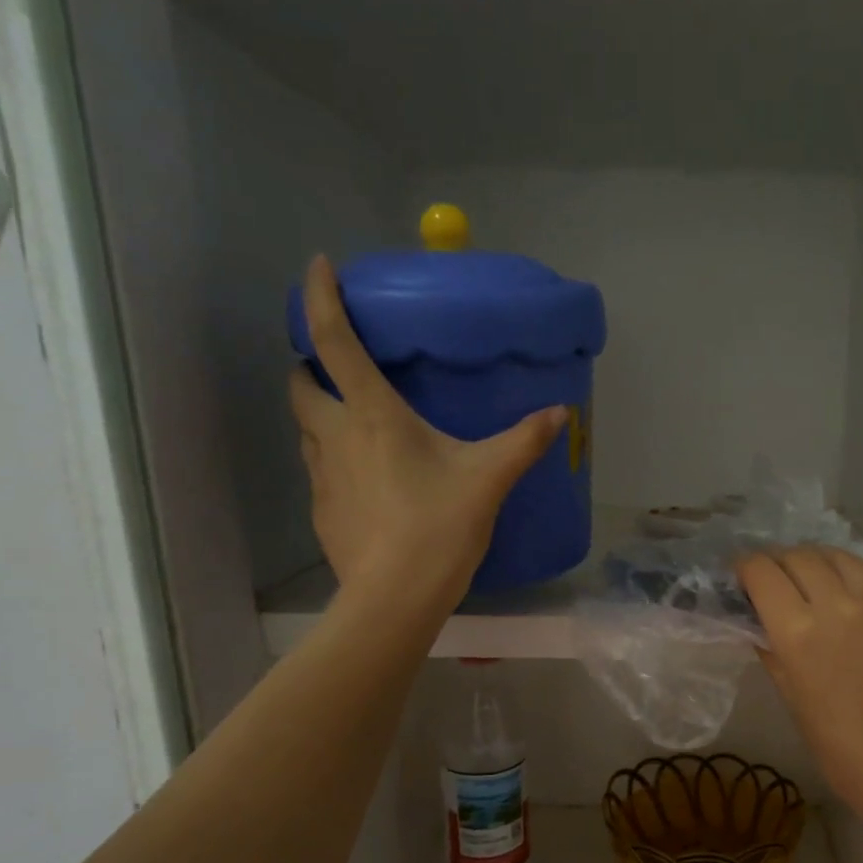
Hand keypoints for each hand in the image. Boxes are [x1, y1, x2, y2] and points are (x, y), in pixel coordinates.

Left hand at [289, 255, 564, 611]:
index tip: (317, 268)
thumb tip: (560, 412)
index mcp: (374, 415)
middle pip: (301, 383)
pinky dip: (335, 462)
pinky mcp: (322, 511)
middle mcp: (336, 436)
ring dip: (321, 416)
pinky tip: (367, 485)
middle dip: (310, 366)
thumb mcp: (489, 478)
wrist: (396, 595)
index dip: (320, 298)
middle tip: (337, 368)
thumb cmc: (441, 524)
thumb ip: (524, 440)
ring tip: (357, 426)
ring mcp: (322, 476)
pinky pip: (321, 472)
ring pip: (307, 430)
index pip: (334, 341)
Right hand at [738, 547, 862, 833]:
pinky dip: (850, 573)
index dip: (745, 569)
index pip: (761, 572)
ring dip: (814, 562)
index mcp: (798, 632)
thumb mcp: (792, 699)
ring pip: (836, 555)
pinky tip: (849, 591)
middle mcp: (837, 604)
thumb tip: (760, 623)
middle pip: (797, 557)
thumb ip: (773, 651)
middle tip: (775, 581)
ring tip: (812, 579)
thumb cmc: (841, 749)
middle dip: (777, 563)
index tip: (742, 578)